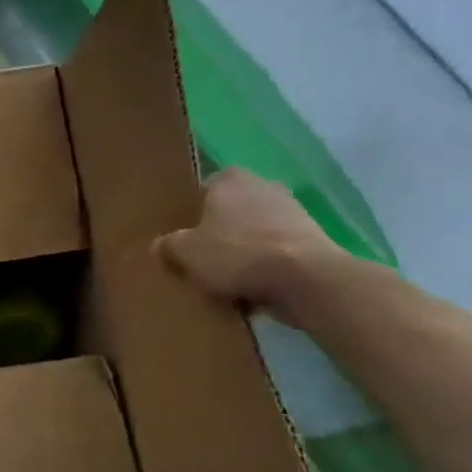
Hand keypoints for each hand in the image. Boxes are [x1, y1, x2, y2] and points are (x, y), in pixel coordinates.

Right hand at [156, 169, 342, 326]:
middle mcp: (262, 185)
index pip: (202, 191)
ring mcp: (292, 211)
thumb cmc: (237, 254)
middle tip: (202, 261)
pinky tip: (254, 292)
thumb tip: (160, 244)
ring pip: (254, 234)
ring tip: (227, 283)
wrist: (306, 279)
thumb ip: (169, 245)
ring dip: (244, 254)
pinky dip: (266, 268)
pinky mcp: (312, 239)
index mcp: (229, 179)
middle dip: (219, 234)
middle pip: (230, 213)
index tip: (184, 240)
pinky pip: (276, 253)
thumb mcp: (186, 253)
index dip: (191, 216)